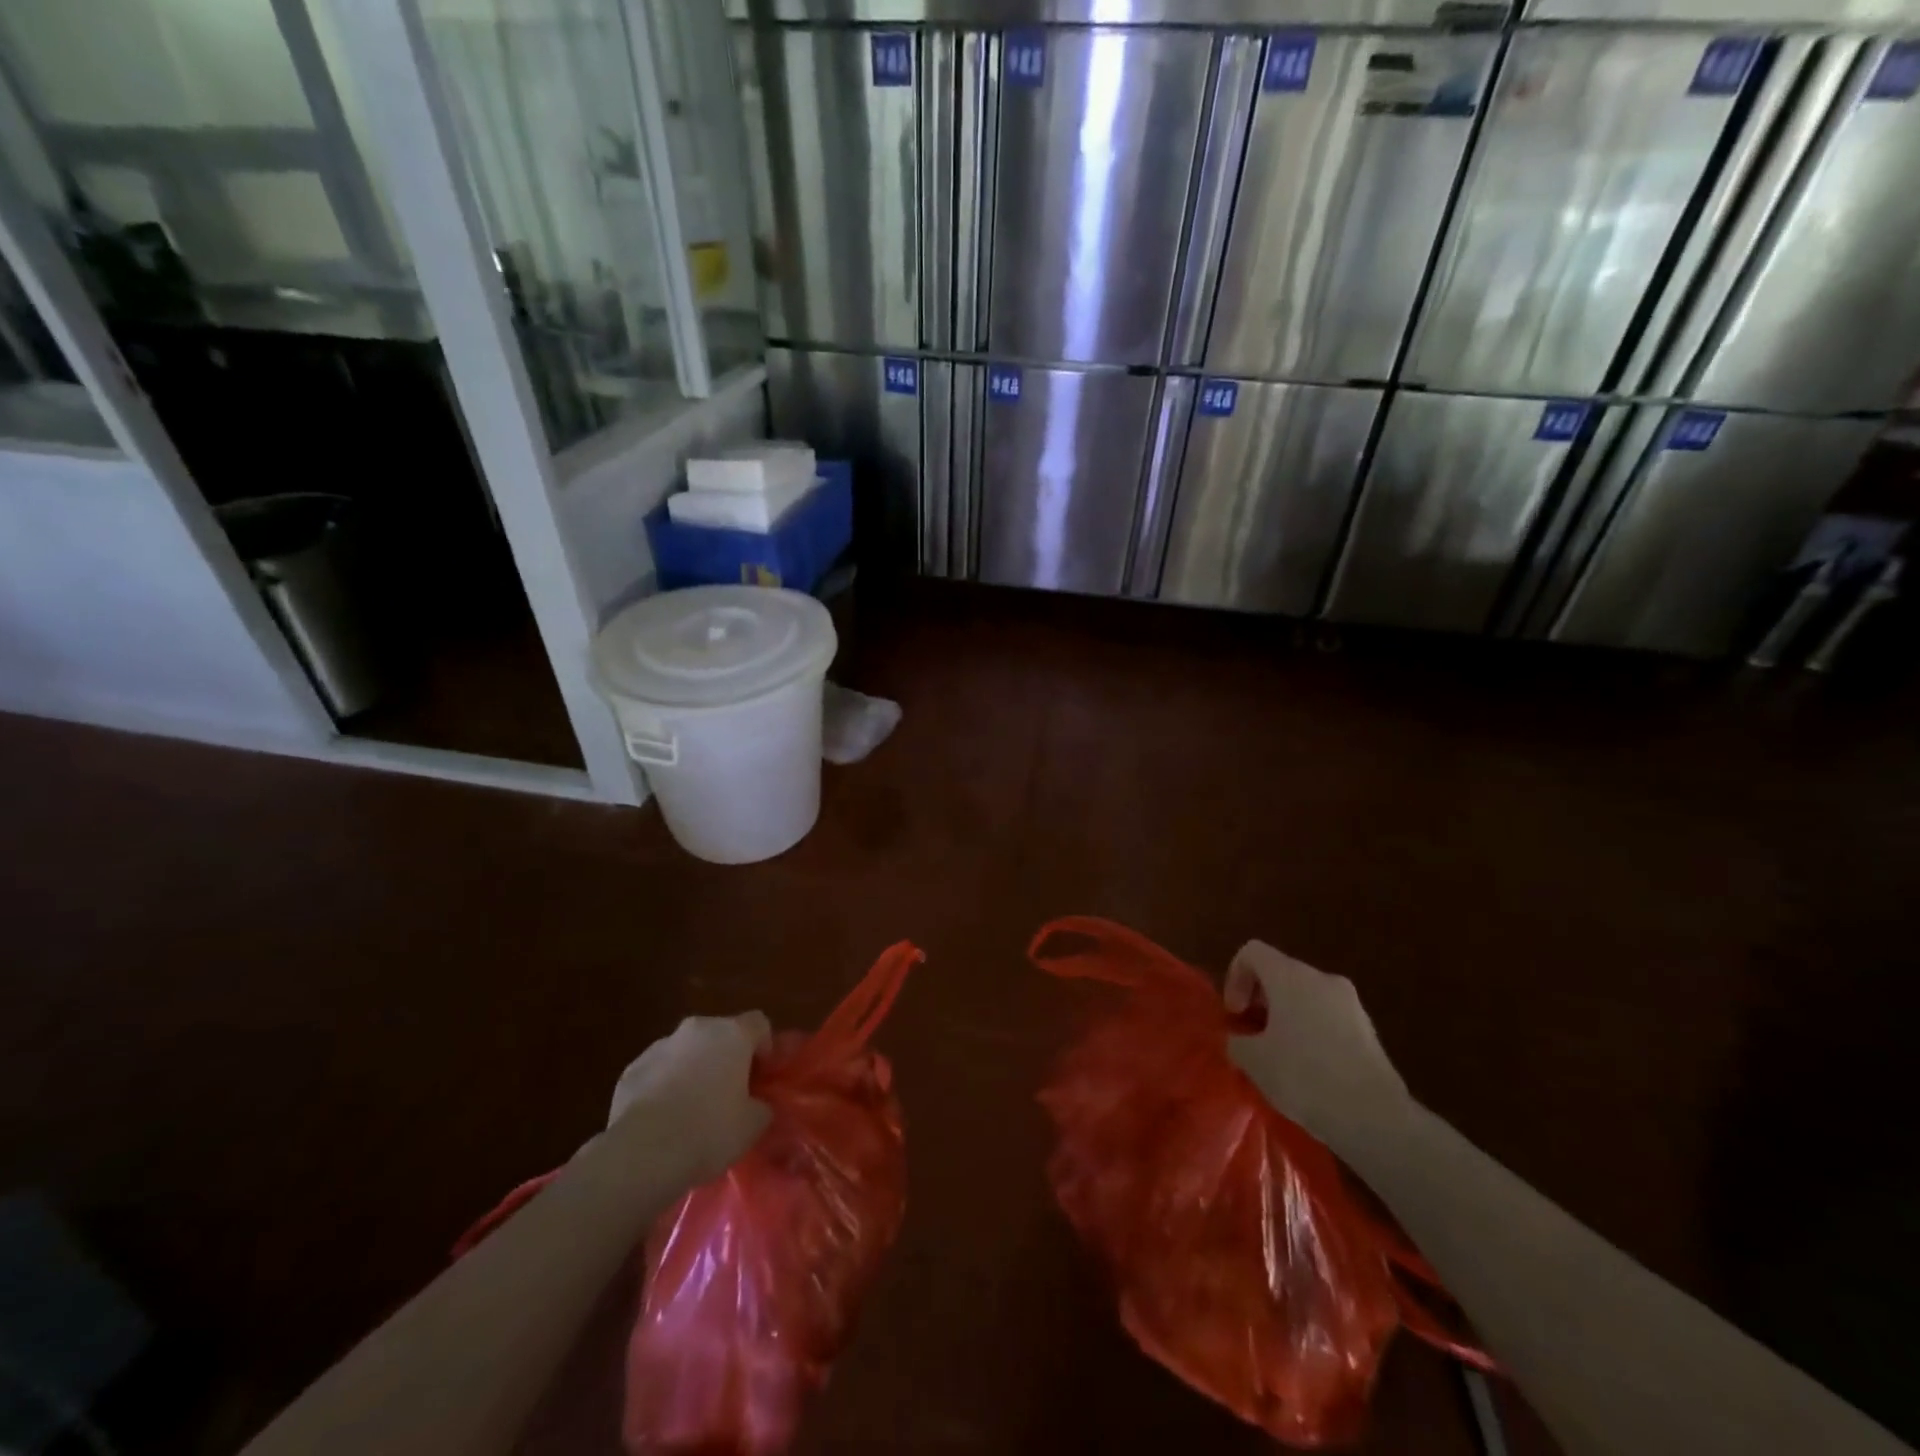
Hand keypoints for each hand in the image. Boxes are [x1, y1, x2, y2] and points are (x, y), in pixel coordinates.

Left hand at [606, 1014, 771, 1183]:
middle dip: (726, 1058)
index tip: (762, 1076)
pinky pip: (658, 1071)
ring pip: (687, 1051)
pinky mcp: (631, 1069)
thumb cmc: (709, 1130)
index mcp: (732, 1034)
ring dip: (694, 1069)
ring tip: (692, 1110)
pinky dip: (664, 1086)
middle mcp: (697, 1029)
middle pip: (720, 1034)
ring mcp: (660, 1046)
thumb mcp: (753, 1125)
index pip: (759, 1023)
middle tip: (729, 1093)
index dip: (765, 1046)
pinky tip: (663, 1119)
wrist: (643, 1153)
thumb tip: (756, 1105)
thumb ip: (761, 1106)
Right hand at [1226, 942, 1410, 1150]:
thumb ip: (1237, 1041)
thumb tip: (1240, 1040)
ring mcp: (1350, 1003)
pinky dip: (1312, 1032)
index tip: (1236, 1014)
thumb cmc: (1304, 1076)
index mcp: (1290, 976)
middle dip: (1261, 1000)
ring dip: (1286, 1017)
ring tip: (1280, 1056)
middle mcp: (1322, 978)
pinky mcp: (1368, 1029)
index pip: (1252, 952)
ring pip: (1306, 996)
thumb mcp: (1254, 1060)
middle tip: (1253, 1035)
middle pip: (1280, 973)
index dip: (1235, 977)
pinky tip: (1309, 1069)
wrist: (1374, 1116)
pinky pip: (1328, 1017)